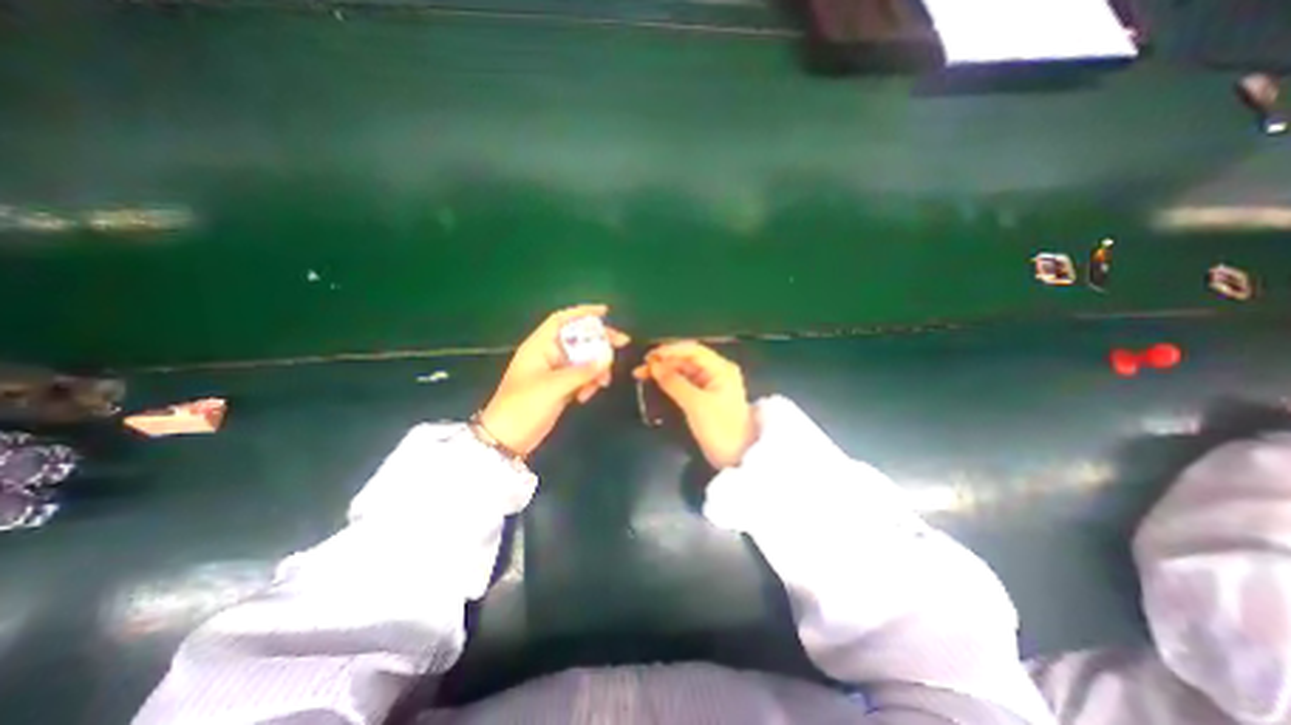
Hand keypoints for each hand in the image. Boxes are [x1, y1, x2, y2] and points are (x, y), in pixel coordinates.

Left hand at [479, 302, 631, 455]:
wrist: (507, 438)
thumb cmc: (523, 405)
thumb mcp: (553, 387)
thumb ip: (581, 372)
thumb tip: (606, 359)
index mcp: (539, 346)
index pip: (561, 320)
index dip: (582, 312)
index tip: (605, 312)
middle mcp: (548, 355)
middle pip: (578, 339)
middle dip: (600, 341)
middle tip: (622, 343)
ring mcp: (555, 372)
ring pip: (583, 360)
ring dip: (596, 368)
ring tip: (602, 383)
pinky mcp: (560, 387)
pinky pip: (581, 377)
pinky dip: (589, 382)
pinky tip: (586, 396)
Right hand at [635, 341, 757, 470]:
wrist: (736, 458)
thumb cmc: (720, 428)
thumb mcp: (696, 404)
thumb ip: (674, 383)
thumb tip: (653, 365)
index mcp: (720, 368)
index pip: (692, 350)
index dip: (670, 350)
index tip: (648, 357)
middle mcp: (716, 372)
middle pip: (686, 360)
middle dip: (663, 362)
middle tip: (640, 369)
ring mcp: (710, 385)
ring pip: (683, 371)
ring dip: (663, 372)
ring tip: (641, 375)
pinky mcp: (704, 397)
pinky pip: (684, 383)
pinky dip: (669, 383)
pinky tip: (654, 383)